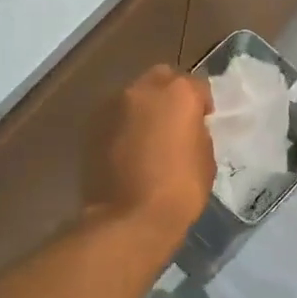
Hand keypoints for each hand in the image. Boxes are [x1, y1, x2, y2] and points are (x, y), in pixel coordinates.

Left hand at [85, 66, 214, 240]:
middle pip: (161, 79)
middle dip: (169, 94)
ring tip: (147, 137)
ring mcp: (112, 105)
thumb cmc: (179, 190)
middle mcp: (142, 89)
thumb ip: (196, 132)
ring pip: (133, 96)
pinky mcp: (91, 126)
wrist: (128, 218)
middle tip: (174, 121)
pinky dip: (122, 125)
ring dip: (143, 109)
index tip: (203, 120)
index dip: (202, 103)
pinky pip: (114, 117)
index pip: (197, 85)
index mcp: (178, 93)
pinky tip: (127, 149)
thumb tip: (187, 128)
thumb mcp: (205, 159)